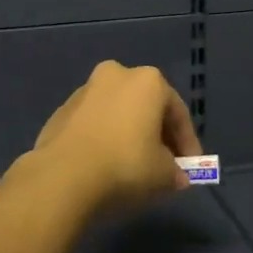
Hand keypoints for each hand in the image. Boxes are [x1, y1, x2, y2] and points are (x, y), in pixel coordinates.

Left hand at [19, 61, 201, 212]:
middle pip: (146, 107)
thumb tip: (178, 176)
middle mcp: (117, 75)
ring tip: (134, 166)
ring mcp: (85, 90)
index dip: (188, 143)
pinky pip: (94, 124)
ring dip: (129, 134)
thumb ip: (175, 171)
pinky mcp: (62, 111)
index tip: (190, 167)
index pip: (178, 113)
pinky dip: (105, 138)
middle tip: (165, 164)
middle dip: (158, 135)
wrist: (62, 176)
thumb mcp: (163, 174)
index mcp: (148, 81)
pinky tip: (106, 164)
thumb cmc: (125, 165)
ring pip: (118, 113)